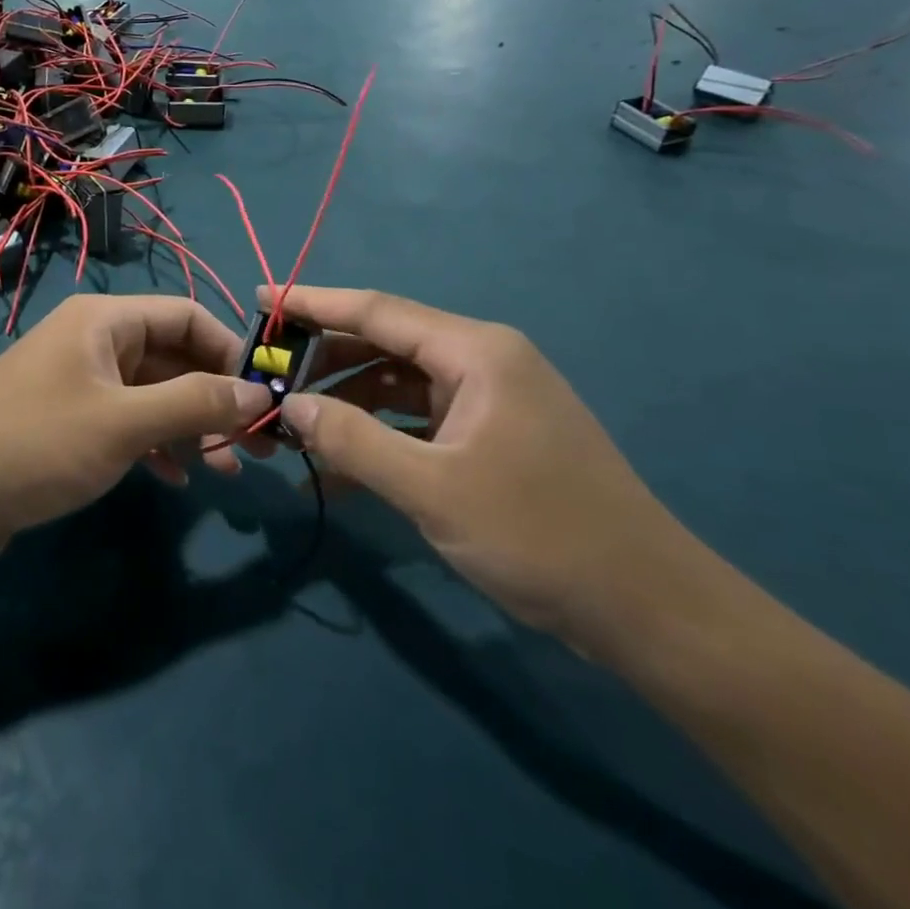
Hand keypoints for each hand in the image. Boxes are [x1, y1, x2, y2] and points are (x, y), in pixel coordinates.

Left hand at [0, 295, 271, 567]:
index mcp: (104, 320)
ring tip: (224, 468)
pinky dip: (154, 442)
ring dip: (188, 425)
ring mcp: (77, 380)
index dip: (230, 351)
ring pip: (150, 392)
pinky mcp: (65, 419)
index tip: (264, 395)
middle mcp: (93, 340)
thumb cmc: (38, 445)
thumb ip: (195, 403)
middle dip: (213, 395)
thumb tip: (257, 392)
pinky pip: (124, 420)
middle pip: (171, 355)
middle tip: (256, 443)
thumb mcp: (124, 424)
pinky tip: (174, 477)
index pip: (186, 315)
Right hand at [266, 286, 702, 646]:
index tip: (260, 298)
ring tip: (294, 429)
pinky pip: (419, 421)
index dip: (313, 303)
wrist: (649, 611)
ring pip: (398, 385)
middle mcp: (482, 362)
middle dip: (324, 361)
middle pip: (385, 344)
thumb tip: (291, 405)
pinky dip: (380, 437)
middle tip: (267, 378)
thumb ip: (354, 441)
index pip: (377, 310)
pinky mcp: (492, 437)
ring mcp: (490, 400)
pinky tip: (340, 471)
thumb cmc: (541, 536)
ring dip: (348, 405)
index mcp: (475, 352)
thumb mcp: (433, 489)